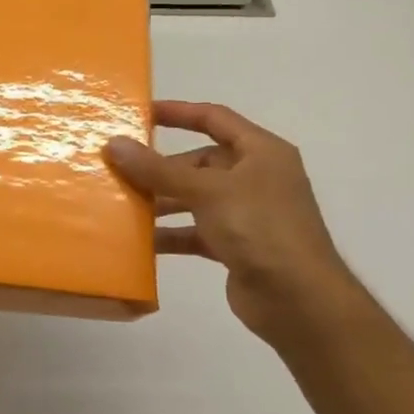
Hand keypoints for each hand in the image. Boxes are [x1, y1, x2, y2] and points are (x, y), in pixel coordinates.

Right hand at [105, 101, 359, 347]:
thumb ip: (158, 169)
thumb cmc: (260, 228)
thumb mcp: (207, 191)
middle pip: (200, 162)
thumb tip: (114, 144)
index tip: (139, 114)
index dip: (177, 112)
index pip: (214, 118)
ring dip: (162, 201)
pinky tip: (140, 241)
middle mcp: (256, 178)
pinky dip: (171, 233)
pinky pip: (195, 231)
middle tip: (120, 169)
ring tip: (122, 204)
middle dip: (161, 167)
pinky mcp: (237, 245)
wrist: (299, 300)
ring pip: (195, 197)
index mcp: (261, 152)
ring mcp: (247, 213)